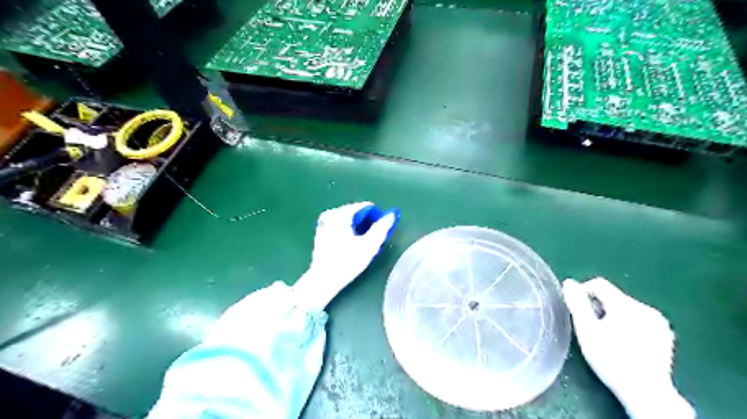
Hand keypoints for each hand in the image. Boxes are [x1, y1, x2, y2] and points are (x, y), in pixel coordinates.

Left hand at [292, 201, 399, 312]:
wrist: (323, 280)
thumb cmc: (347, 262)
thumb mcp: (369, 245)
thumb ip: (382, 228)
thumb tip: (392, 214)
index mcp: (341, 213)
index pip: (366, 207)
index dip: (377, 218)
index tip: (379, 233)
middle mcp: (331, 213)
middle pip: (357, 212)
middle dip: (367, 224)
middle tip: (371, 241)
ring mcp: (324, 222)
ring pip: (349, 219)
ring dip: (358, 228)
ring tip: (362, 245)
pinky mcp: (321, 231)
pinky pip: (340, 225)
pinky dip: (348, 231)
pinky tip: (350, 246)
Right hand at [566, 277, 694, 416]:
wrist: (646, 392)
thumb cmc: (610, 359)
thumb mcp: (587, 330)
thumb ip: (577, 303)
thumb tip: (569, 283)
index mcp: (625, 304)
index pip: (598, 284)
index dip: (583, 293)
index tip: (578, 311)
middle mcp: (645, 308)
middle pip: (613, 296)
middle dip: (598, 308)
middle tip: (591, 328)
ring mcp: (658, 322)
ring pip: (626, 308)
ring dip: (613, 316)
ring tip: (607, 337)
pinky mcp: (665, 335)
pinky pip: (639, 319)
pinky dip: (628, 325)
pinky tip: (625, 344)